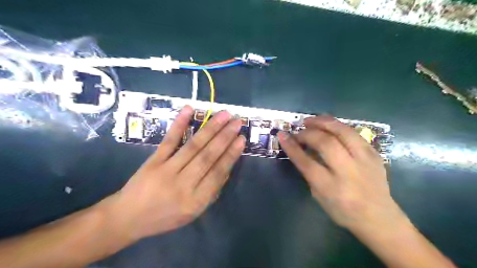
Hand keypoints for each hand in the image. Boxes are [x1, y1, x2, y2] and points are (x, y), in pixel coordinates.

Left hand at [106, 106, 243, 241]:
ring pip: (193, 146)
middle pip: (207, 157)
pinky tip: (189, 110)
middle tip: (237, 121)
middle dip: (225, 137)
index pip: (217, 173)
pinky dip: (179, 124)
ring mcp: (166, 170)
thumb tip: (227, 167)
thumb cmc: (165, 216)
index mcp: (195, 201)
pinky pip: (169, 140)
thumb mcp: (193, 212)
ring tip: (224, 115)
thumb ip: (211, 191)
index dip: (230, 155)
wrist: (128, 217)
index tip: (241, 139)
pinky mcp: (153, 160)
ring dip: (210, 129)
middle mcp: (182, 185)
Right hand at [281, 116, 405, 231]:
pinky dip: (338, 126)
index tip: (282, 135)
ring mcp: (365, 161)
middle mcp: (349, 172)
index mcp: (331, 188)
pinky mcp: (374, 154)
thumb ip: (310, 173)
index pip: (307, 163)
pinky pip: (354, 133)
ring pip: (343, 132)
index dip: (292, 147)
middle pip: (326, 144)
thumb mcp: (319, 197)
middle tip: (298, 131)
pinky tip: (329, 124)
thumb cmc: (343, 211)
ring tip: (311, 120)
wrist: (379, 218)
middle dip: (308, 133)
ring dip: (324, 122)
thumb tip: (303, 149)